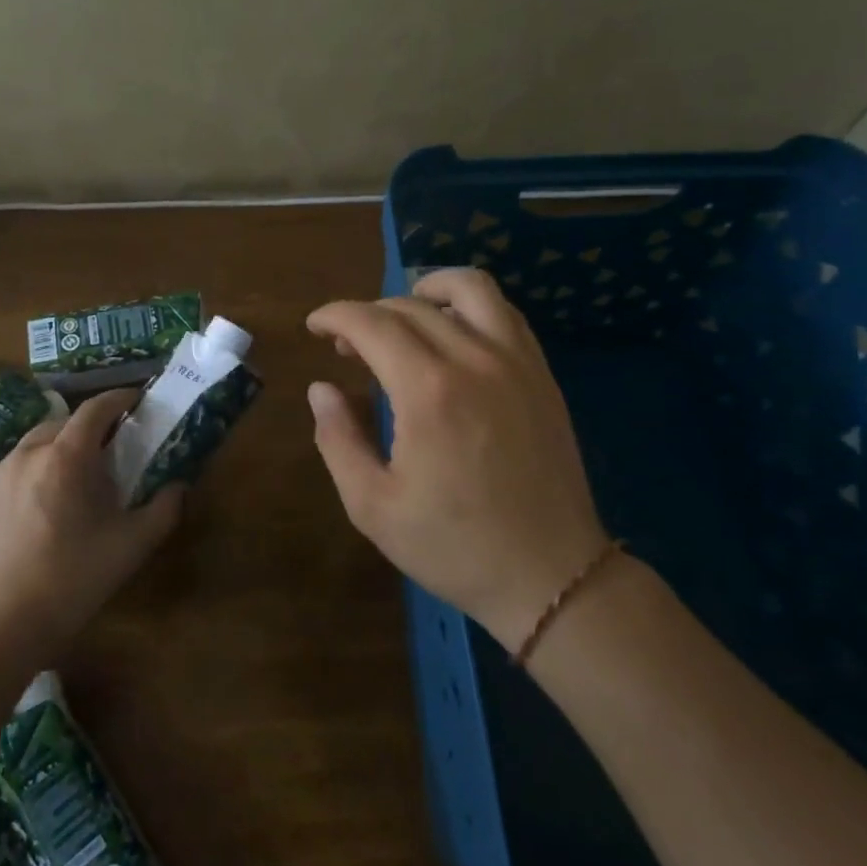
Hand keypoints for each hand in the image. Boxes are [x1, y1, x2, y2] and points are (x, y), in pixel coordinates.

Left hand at [0, 388, 184, 656]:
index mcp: (66, 457)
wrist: (4, 621)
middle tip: (115, 447)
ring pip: (40, 440)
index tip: (138, 402)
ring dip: (64, 444)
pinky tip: (48, 498)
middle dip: (93, 426)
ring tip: (80, 473)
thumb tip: (179, 486)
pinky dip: (39, 465)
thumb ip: (164, 509)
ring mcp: (1, 470)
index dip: (120, 399)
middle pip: (67, 421)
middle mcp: (30, 452)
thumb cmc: (74, 578)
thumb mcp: (132, 545)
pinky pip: (19, 462)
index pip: (96, 408)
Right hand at [306, 267, 608, 651]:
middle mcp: (475, 360)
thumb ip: (338, 439)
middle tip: (346, 346)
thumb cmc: (453, 546)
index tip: (315, 326)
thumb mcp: (372, 506)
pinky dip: (469, 306)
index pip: (372, 323)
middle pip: (411, 305)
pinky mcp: (542, 375)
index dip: (335, 315)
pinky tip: (452, 335)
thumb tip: (322, 388)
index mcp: (429, 392)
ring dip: (426, 289)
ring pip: (470, 289)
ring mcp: (517, 363)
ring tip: (402, 316)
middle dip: (367, 314)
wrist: (551, 576)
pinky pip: (505, 313)